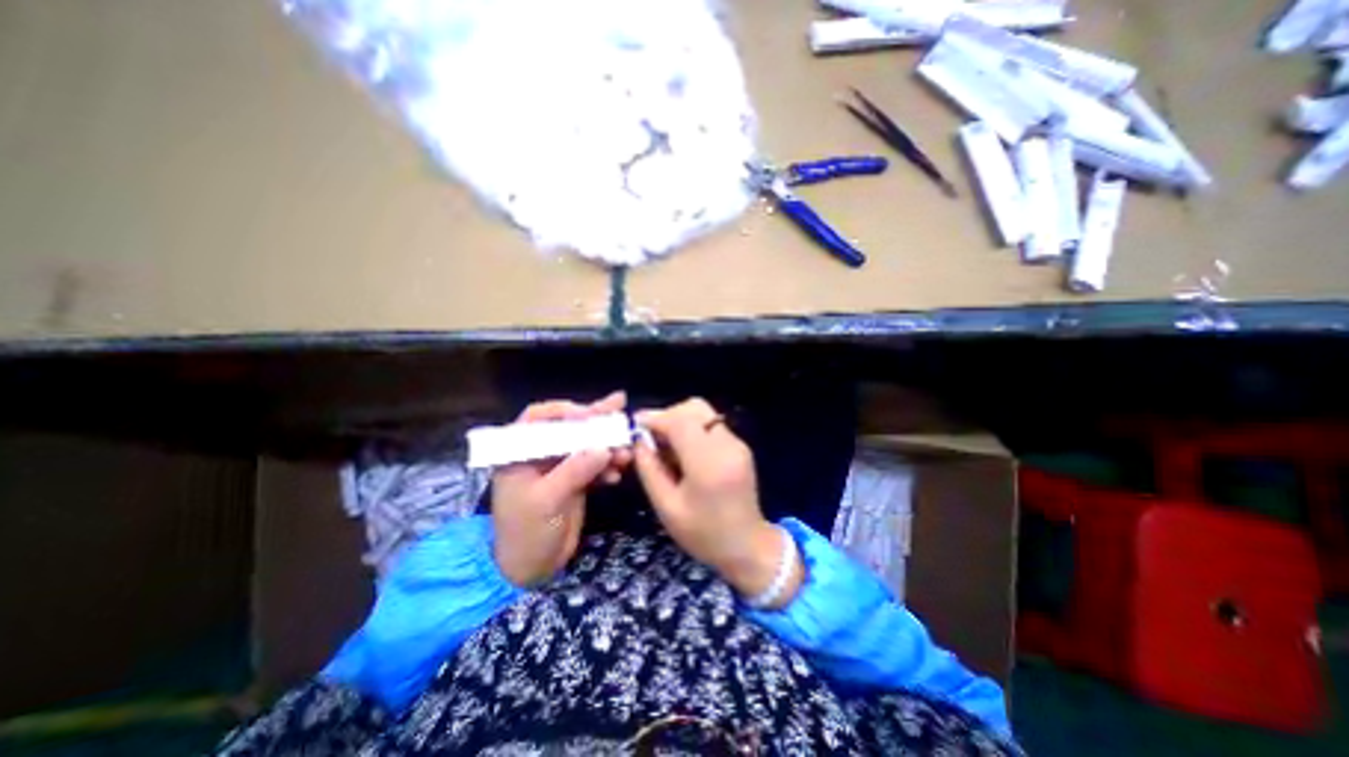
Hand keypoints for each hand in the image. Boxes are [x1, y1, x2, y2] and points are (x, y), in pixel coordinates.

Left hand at [494, 392, 628, 587]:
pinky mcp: (575, 479)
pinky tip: (617, 474)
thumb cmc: (526, 532)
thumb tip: (603, 447)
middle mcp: (541, 453)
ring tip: (627, 451)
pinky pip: (594, 464)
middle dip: (595, 420)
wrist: (531, 569)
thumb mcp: (546, 500)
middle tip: (620, 405)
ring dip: (607, 445)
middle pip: (569, 427)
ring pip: (585, 445)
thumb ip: (574, 471)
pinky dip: (607, 466)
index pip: (540, 418)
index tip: (590, 415)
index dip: (565, 411)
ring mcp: (560, 466)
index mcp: (520, 452)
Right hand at [632, 400, 799, 605]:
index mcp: (709, 463)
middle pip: (694, 408)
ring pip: (703, 413)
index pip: (680, 421)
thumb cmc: (704, 533)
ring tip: (665, 445)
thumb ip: (649, 469)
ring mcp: (737, 443)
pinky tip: (683, 451)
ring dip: (680, 421)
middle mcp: (727, 445)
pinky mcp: (740, 446)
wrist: (747, 546)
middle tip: (651, 436)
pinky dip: (693, 429)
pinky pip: (711, 425)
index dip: (655, 418)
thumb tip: (639, 440)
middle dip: (668, 415)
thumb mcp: (667, 507)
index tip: (636, 425)